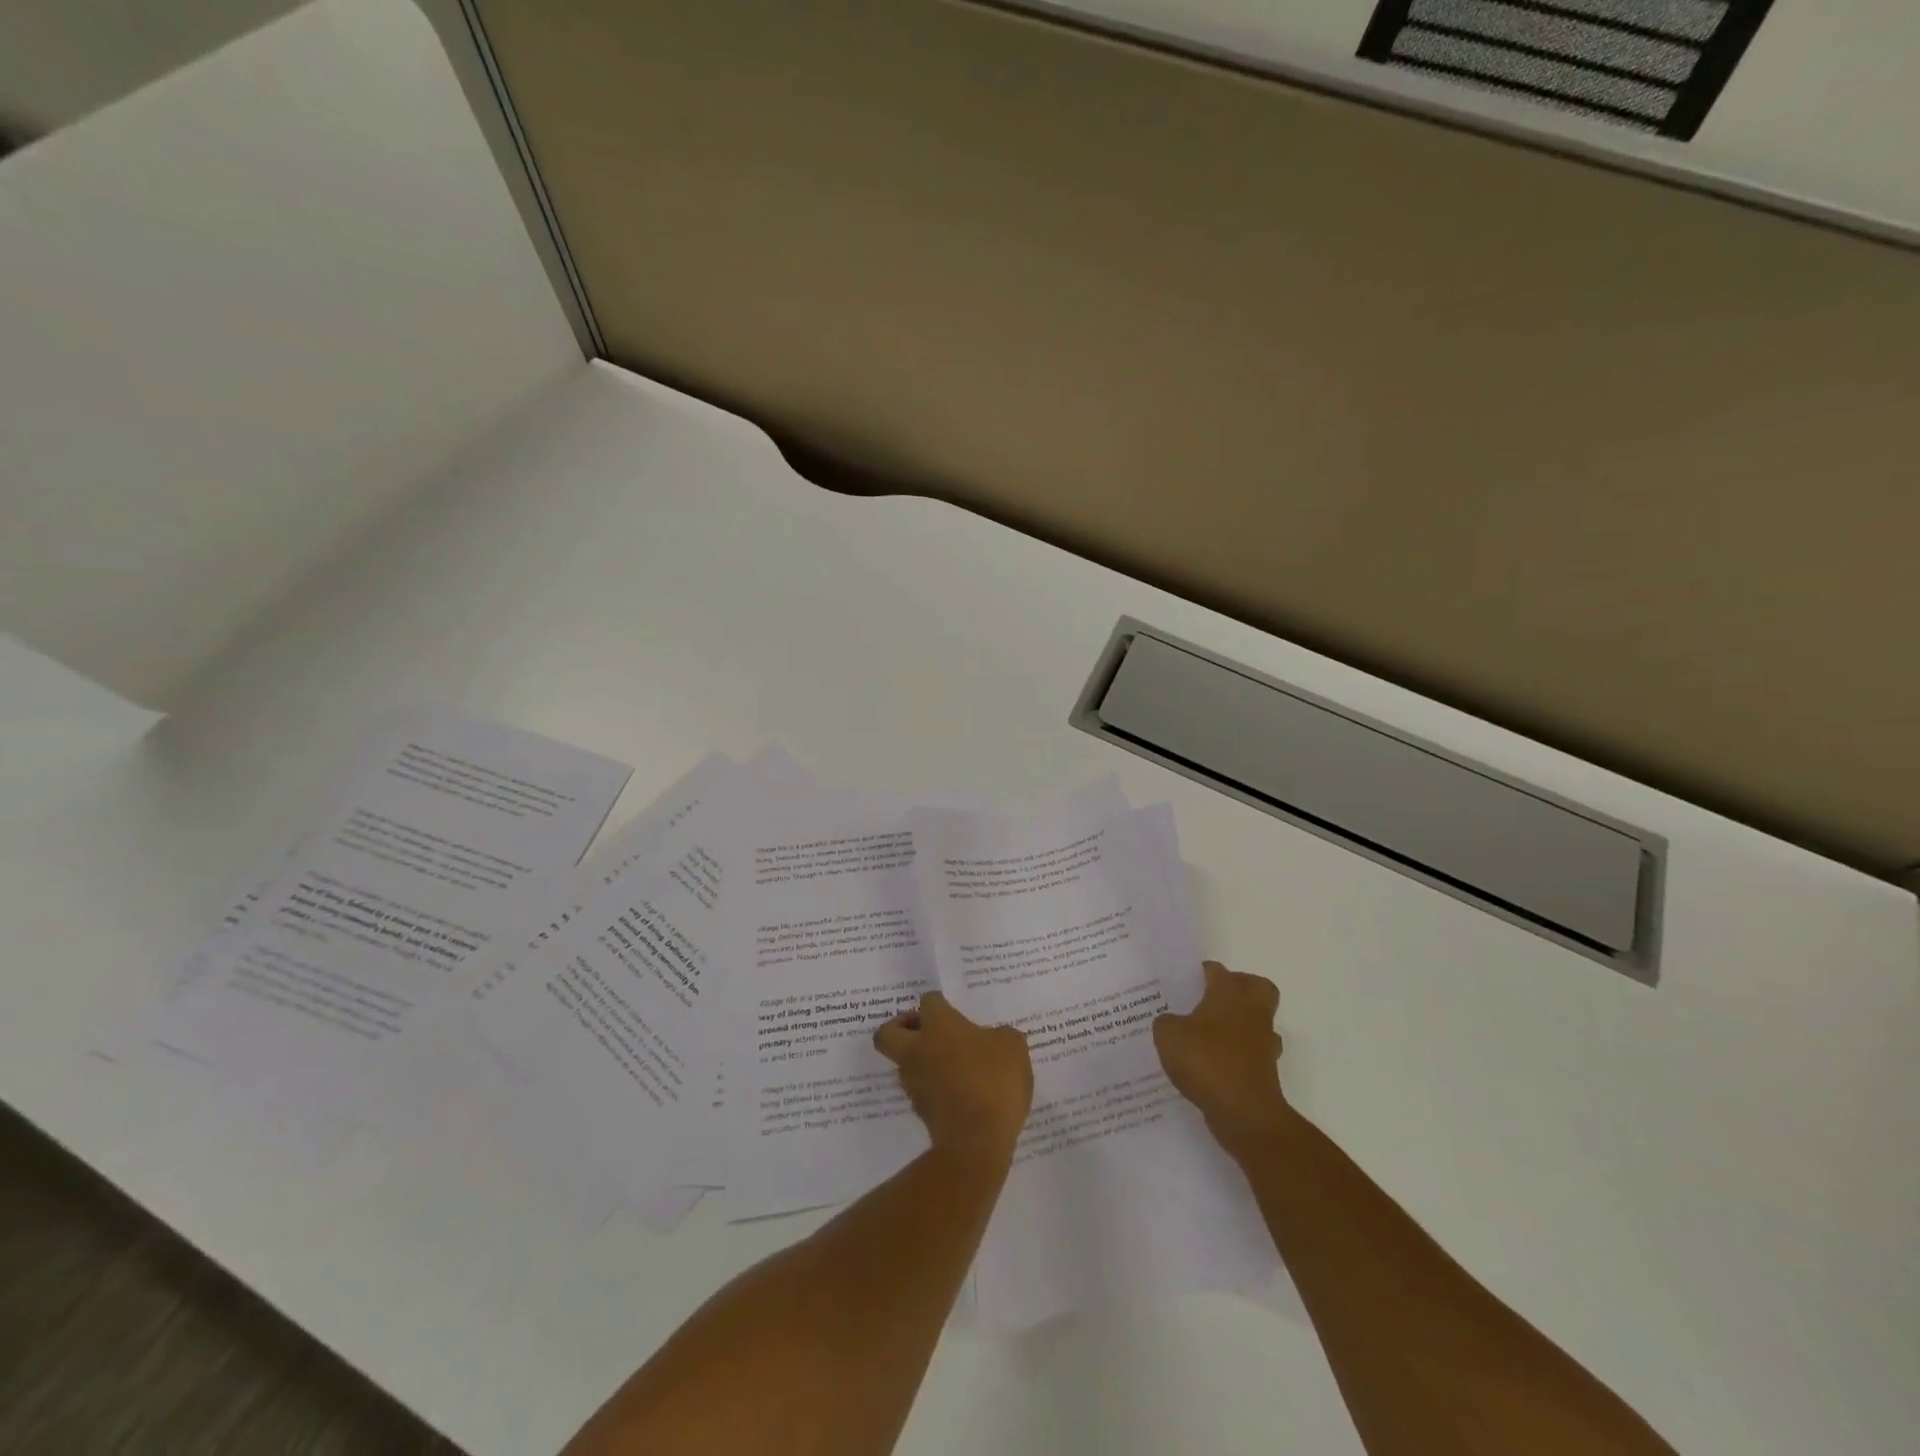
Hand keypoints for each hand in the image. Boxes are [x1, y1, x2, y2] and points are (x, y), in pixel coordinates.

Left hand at [875, 992, 1032, 1161]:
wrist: (976, 1141)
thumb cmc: (993, 1081)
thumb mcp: (1013, 1048)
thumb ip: (1001, 1036)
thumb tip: (994, 1040)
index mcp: (939, 1025)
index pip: (929, 1001)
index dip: (940, 1003)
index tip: (954, 1011)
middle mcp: (918, 1049)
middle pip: (888, 1033)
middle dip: (900, 1028)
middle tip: (926, 1031)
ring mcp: (914, 1082)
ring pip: (904, 1063)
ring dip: (920, 1061)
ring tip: (952, 1067)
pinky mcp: (920, 1112)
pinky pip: (921, 1090)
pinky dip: (933, 1088)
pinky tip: (959, 1093)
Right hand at [1153, 961, 1293, 1157]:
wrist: (1245, 1114)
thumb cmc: (1207, 1061)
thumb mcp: (1168, 1035)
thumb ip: (1165, 1022)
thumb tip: (1171, 1022)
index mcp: (1230, 994)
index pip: (1217, 970)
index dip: (1200, 973)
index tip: (1182, 982)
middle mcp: (1252, 1013)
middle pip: (1256, 987)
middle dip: (1238, 988)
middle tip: (1209, 999)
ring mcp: (1263, 1044)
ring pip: (1256, 1022)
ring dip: (1238, 1025)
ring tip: (1206, 1035)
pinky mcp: (1265, 1073)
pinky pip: (1250, 1054)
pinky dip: (1235, 1057)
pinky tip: (1210, 1066)